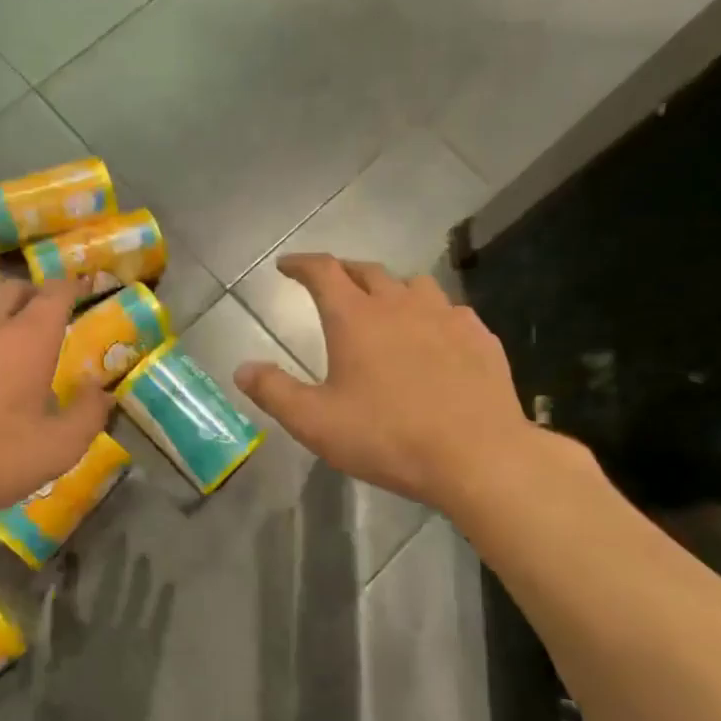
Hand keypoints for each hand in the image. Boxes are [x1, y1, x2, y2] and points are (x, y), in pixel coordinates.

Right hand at [234, 253, 549, 513]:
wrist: (477, 456)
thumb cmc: (387, 437)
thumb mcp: (314, 422)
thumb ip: (273, 392)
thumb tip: (242, 369)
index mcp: (355, 318)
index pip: (322, 271)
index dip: (301, 264)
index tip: (286, 266)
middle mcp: (400, 304)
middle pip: (367, 271)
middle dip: (343, 272)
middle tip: (330, 284)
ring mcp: (445, 317)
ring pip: (412, 285)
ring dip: (390, 288)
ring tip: (383, 306)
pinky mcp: (478, 337)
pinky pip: (449, 311)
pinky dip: (430, 315)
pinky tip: (433, 336)